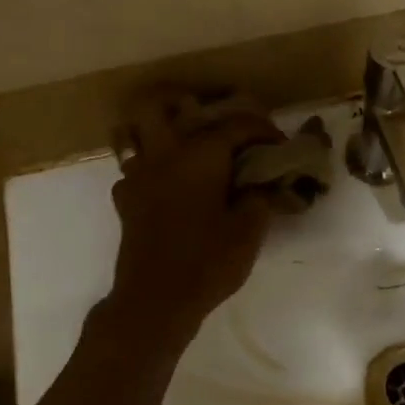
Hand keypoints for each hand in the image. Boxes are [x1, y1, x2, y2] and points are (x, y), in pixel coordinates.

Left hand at [102, 93, 282, 348]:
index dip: (262, 129)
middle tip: (209, 121)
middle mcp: (164, 154)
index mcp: (199, 154)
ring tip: (186, 149)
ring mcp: (138, 176)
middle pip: (157, 105)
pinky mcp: (125, 201)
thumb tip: (264, 182)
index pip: (235, 124)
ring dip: (159, 132)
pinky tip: (168, 187)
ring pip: (136, 133)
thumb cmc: (207, 261)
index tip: (279, 144)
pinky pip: (134, 169)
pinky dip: (151, 169)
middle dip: (182, 103)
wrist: (155, 301)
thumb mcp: (249, 230)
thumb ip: (260, 197)